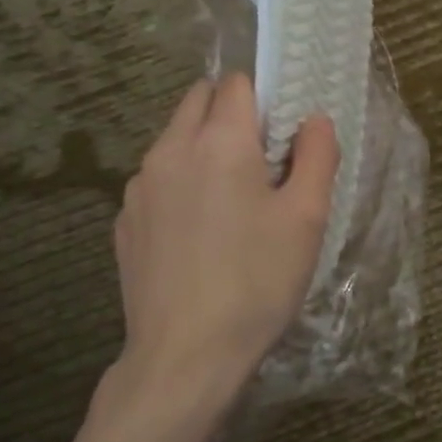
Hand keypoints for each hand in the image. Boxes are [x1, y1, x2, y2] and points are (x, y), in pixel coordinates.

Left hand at [101, 73, 337, 440]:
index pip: (237, 83)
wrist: (185, 358)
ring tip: (231, 206)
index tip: (283, 137)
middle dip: (231, 114)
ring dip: (204, 149)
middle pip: (199, 100)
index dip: (265, 100)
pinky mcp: (124, 220)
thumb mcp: (307, 218)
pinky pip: (157, 179)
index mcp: (218, 142)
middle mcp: (170, 149)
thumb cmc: (257, 282)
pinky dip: (181, 185)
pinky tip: (199, 237)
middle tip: (262, 165)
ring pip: (175, 139)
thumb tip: (313, 119)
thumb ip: (317, 155)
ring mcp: (139, 186)